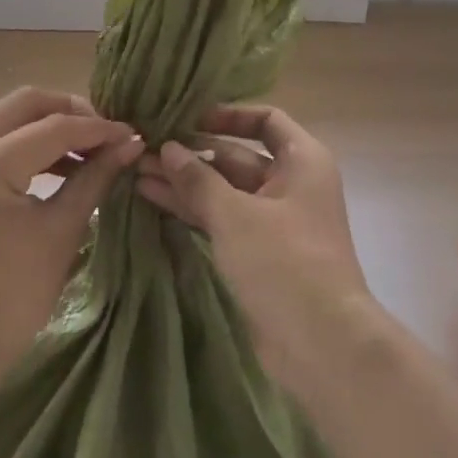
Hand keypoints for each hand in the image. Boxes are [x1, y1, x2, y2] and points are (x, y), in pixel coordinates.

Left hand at [0, 87, 142, 375]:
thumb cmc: (15, 296)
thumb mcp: (62, 230)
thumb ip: (95, 176)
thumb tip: (130, 144)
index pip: (53, 127)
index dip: (98, 128)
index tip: (131, 135)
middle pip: (25, 103)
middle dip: (72, 112)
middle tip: (106, 135)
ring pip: (8, 116)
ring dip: (49, 125)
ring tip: (89, 150)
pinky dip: (27, 143)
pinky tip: (59, 164)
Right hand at [136, 105, 372, 388]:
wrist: (321, 343)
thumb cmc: (285, 262)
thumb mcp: (236, 214)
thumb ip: (199, 179)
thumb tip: (168, 148)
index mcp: (302, 161)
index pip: (266, 120)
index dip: (228, 114)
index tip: (187, 118)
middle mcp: (291, 185)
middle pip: (238, 157)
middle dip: (192, 154)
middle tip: (144, 148)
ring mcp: (274, 222)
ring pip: (225, 191)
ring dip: (185, 183)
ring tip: (137, 172)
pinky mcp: (259, 254)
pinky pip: (222, 221)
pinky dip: (193, 211)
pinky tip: (154, 201)